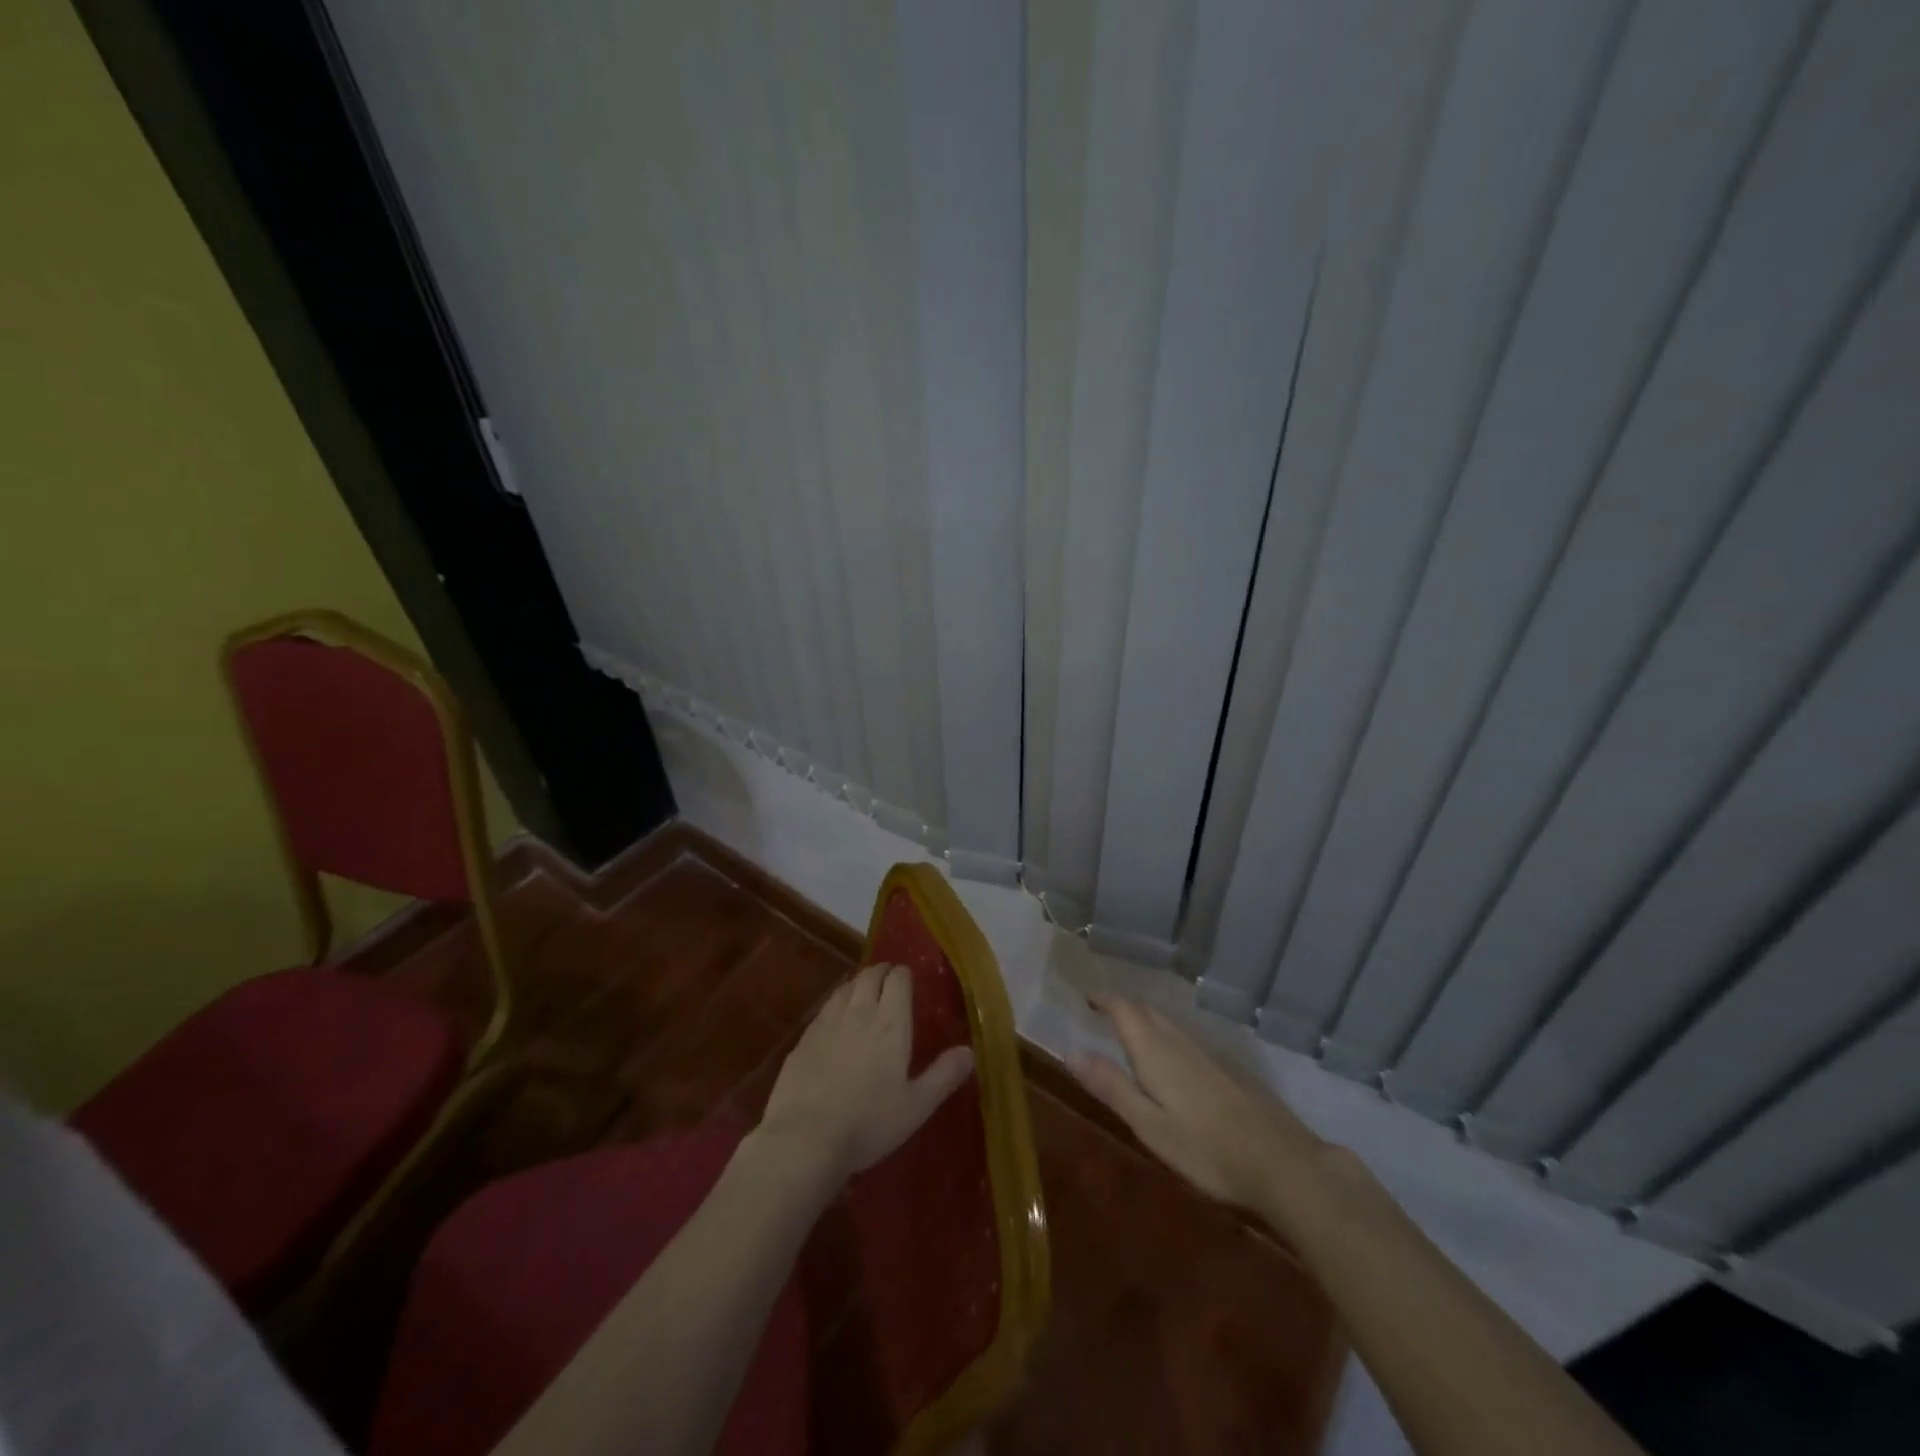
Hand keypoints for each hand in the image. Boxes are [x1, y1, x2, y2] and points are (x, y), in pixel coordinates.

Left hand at [760, 962, 974, 1184]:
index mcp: (890, 1024)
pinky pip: (824, 1009)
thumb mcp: (916, 1106)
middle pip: (869, 976)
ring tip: (863, 993)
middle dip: (881, 972)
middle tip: (888, 980)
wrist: (804, 1138)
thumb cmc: (868, 1123)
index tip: (909, 979)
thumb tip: (969, 1051)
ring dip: (857, 984)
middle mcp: (859, 1013)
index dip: (904, 974)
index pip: (898, 980)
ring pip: (845, 987)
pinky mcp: (804, 1038)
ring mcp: (827, 1023)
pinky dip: (836, 1004)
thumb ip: (943, 1075)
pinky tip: (835, 1020)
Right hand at [1071, 995, 1322, 1209]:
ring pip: (1170, 1024)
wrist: (1283, 1163)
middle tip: (1105, 1013)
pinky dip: (1169, 1037)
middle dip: (1124, 1007)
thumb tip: (1071, 1052)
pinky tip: (1175, 1061)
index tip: (1089, 998)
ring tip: (1132, 1034)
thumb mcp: (1149, 1125)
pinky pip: (1189, 1039)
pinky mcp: (1232, 1068)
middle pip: (1148, 1012)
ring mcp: (1211, 1053)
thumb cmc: (1206, 1149)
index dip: (1105, 999)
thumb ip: (1111, 1087)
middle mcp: (1181, 1041)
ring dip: (1147, 1021)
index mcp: (1155, 1051)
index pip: (1125, 1009)